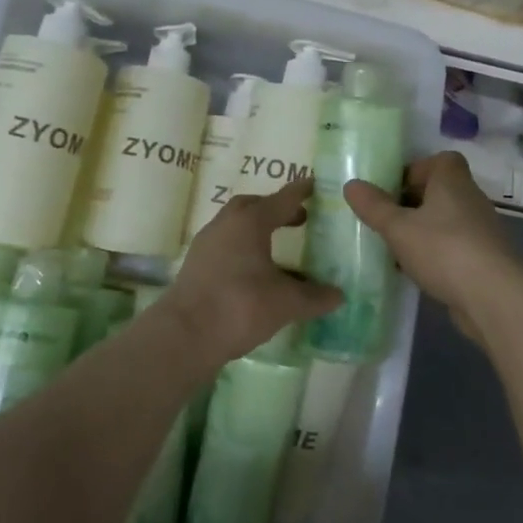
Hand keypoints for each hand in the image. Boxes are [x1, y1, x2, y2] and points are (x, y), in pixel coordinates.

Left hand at [161, 178, 340, 366]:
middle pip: (252, 206)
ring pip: (235, 226)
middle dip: (275, 208)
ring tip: (279, 246)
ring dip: (257, 229)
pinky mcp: (196, 265)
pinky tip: (256, 270)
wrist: (184, 336)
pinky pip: (225, 245)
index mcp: (250, 222)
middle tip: (298, 219)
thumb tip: (338, 295)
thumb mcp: (286, 303)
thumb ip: (314, 297)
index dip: (301, 192)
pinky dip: (243, 248)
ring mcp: (206, 244)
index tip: (315, 185)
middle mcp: (225, 224)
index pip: (282, 199)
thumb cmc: (239, 307)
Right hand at [344, 152, 521, 342]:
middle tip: (385, 220)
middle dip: (412, 203)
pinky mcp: (484, 258)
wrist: (493, 296)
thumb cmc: (443, 249)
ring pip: (445, 221)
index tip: (392, 189)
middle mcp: (471, 198)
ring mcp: (481, 229)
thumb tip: (351, 184)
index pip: (440, 160)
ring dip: (422, 231)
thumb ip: (374, 207)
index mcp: (453, 180)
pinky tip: (415, 272)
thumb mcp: (398, 228)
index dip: (416, 170)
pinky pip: (453, 246)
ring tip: (394, 248)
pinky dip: (435, 254)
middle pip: (440, 191)